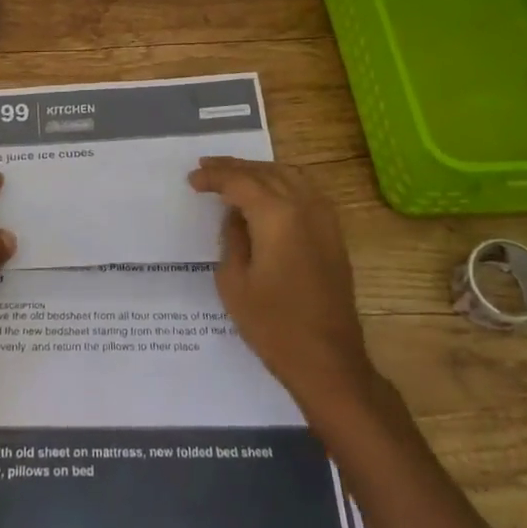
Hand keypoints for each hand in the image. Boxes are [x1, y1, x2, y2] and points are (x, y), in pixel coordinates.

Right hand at [189, 157, 372, 407]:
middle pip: (266, 172)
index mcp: (277, 215)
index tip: (192, 180)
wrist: (327, 360)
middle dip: (235, 167)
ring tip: (235, 174)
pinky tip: (270, 193)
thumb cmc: (273, 324)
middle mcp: (304, 206)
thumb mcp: (234, 282)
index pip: (240, 181)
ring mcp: (324, 219)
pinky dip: (284, 182)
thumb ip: (232, 239)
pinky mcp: (334, 234)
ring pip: (290, 176)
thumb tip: (236, 217)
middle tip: (207, 167)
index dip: (214, 177)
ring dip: (261, 170)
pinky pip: (307, 191)